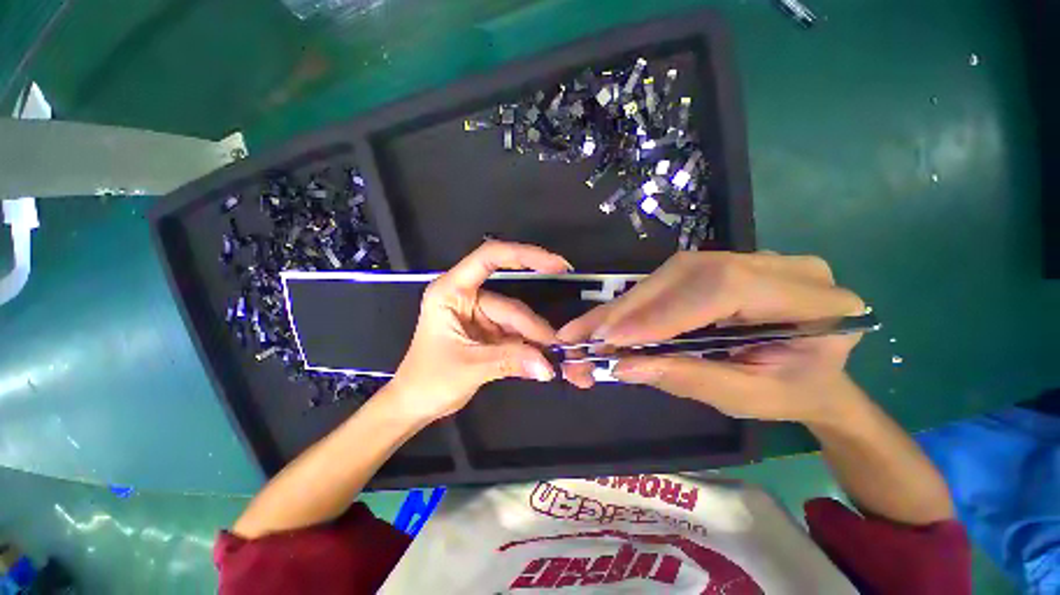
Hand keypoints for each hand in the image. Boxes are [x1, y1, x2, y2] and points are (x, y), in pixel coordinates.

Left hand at [385, 241, 570, 421]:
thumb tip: (548, 365)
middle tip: (558, 345)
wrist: (415, 404)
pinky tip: (541, 357)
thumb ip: (510, 361)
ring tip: (554, 356)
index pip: (489, 258)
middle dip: (533, 327)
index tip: (556, 265)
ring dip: (534, 339)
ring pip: (515, 321)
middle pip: (509, 304)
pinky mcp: (487, 331)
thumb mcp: (469, 367)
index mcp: (451, 292)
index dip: (524, 255)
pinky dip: (528, 346)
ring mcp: (479, 315)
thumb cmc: (428, 381)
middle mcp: (467, 297)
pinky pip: (514, 334)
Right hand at [558, 251, 867, 423]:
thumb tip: (623, 366)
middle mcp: (783, 267)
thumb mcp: (745, 398)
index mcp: (814, 301)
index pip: (723, 289)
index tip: (614, 339)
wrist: (815, 376)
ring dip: (631, 303)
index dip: (663, 313)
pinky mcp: (724, 264)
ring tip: (596, 327)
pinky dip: (641, 300)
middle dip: (635, 306)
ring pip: (675, 271)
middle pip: (690, 273)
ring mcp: (751, 259)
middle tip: (592, 333)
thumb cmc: (791, 392)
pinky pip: (674, 277)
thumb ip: (686, 378)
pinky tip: (617, 318)